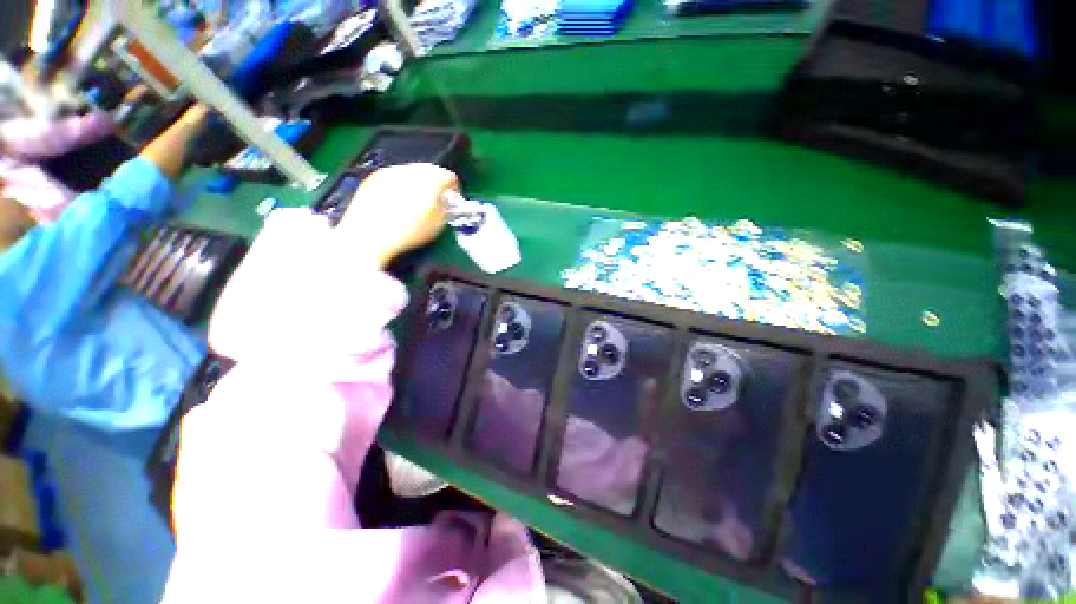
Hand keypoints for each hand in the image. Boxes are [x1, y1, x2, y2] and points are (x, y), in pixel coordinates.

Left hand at [336, 163, 457, 266]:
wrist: (367, 236)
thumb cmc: (407, 234)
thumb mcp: (437, 225)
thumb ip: (447, 209)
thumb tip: (449, 202)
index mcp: (428, 181)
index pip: (449, 177)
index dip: (455, 190)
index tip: (454, 202)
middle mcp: (410, 171)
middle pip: (431, 170)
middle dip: (438, 184)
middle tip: (438, 200)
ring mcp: (390, 171)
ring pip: (413, 171)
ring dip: (420, 183)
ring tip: (418, 201)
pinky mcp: (374, 176)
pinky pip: (396, 175)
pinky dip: (403, 184)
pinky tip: (399, 201)